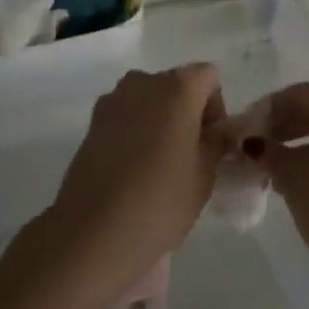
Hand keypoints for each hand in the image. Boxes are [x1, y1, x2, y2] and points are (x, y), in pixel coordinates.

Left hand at [44, 64, 224, 298]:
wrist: (95, 231)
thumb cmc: (162, 200)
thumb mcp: (206, 174)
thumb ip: (215, 142)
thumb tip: (214, 132)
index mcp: (177, 87)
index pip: (209, 77)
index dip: (216, 107)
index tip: (211, 142)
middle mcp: (143, 82)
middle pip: (176, 85)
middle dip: (187, 112)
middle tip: (190, 154)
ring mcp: (112, 101)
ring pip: (148, 100)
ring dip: (159, 120)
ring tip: (160, 163)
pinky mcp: (92, 123)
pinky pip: (125, 117)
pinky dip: (135, 132)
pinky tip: (133, 169)